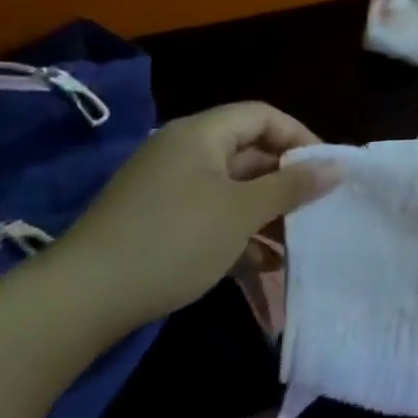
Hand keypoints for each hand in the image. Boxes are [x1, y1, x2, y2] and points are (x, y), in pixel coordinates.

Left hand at [50, 103, 340, 331]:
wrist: (79, 302)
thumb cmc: (173, 240)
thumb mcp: (243, 212)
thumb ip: (293, 185)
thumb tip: (337, 166)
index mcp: (201, 134)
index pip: (264, 116)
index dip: (300, 138)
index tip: (326, 171)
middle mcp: (183, 152)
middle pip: (249, 151)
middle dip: (286, 179)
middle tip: (317, 207)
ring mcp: (166, 188)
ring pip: (233, 187)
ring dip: (267, 210)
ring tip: (297, 239)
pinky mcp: (156, 221)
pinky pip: (211, 212)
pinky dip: (239, 230)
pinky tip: (264, 262)